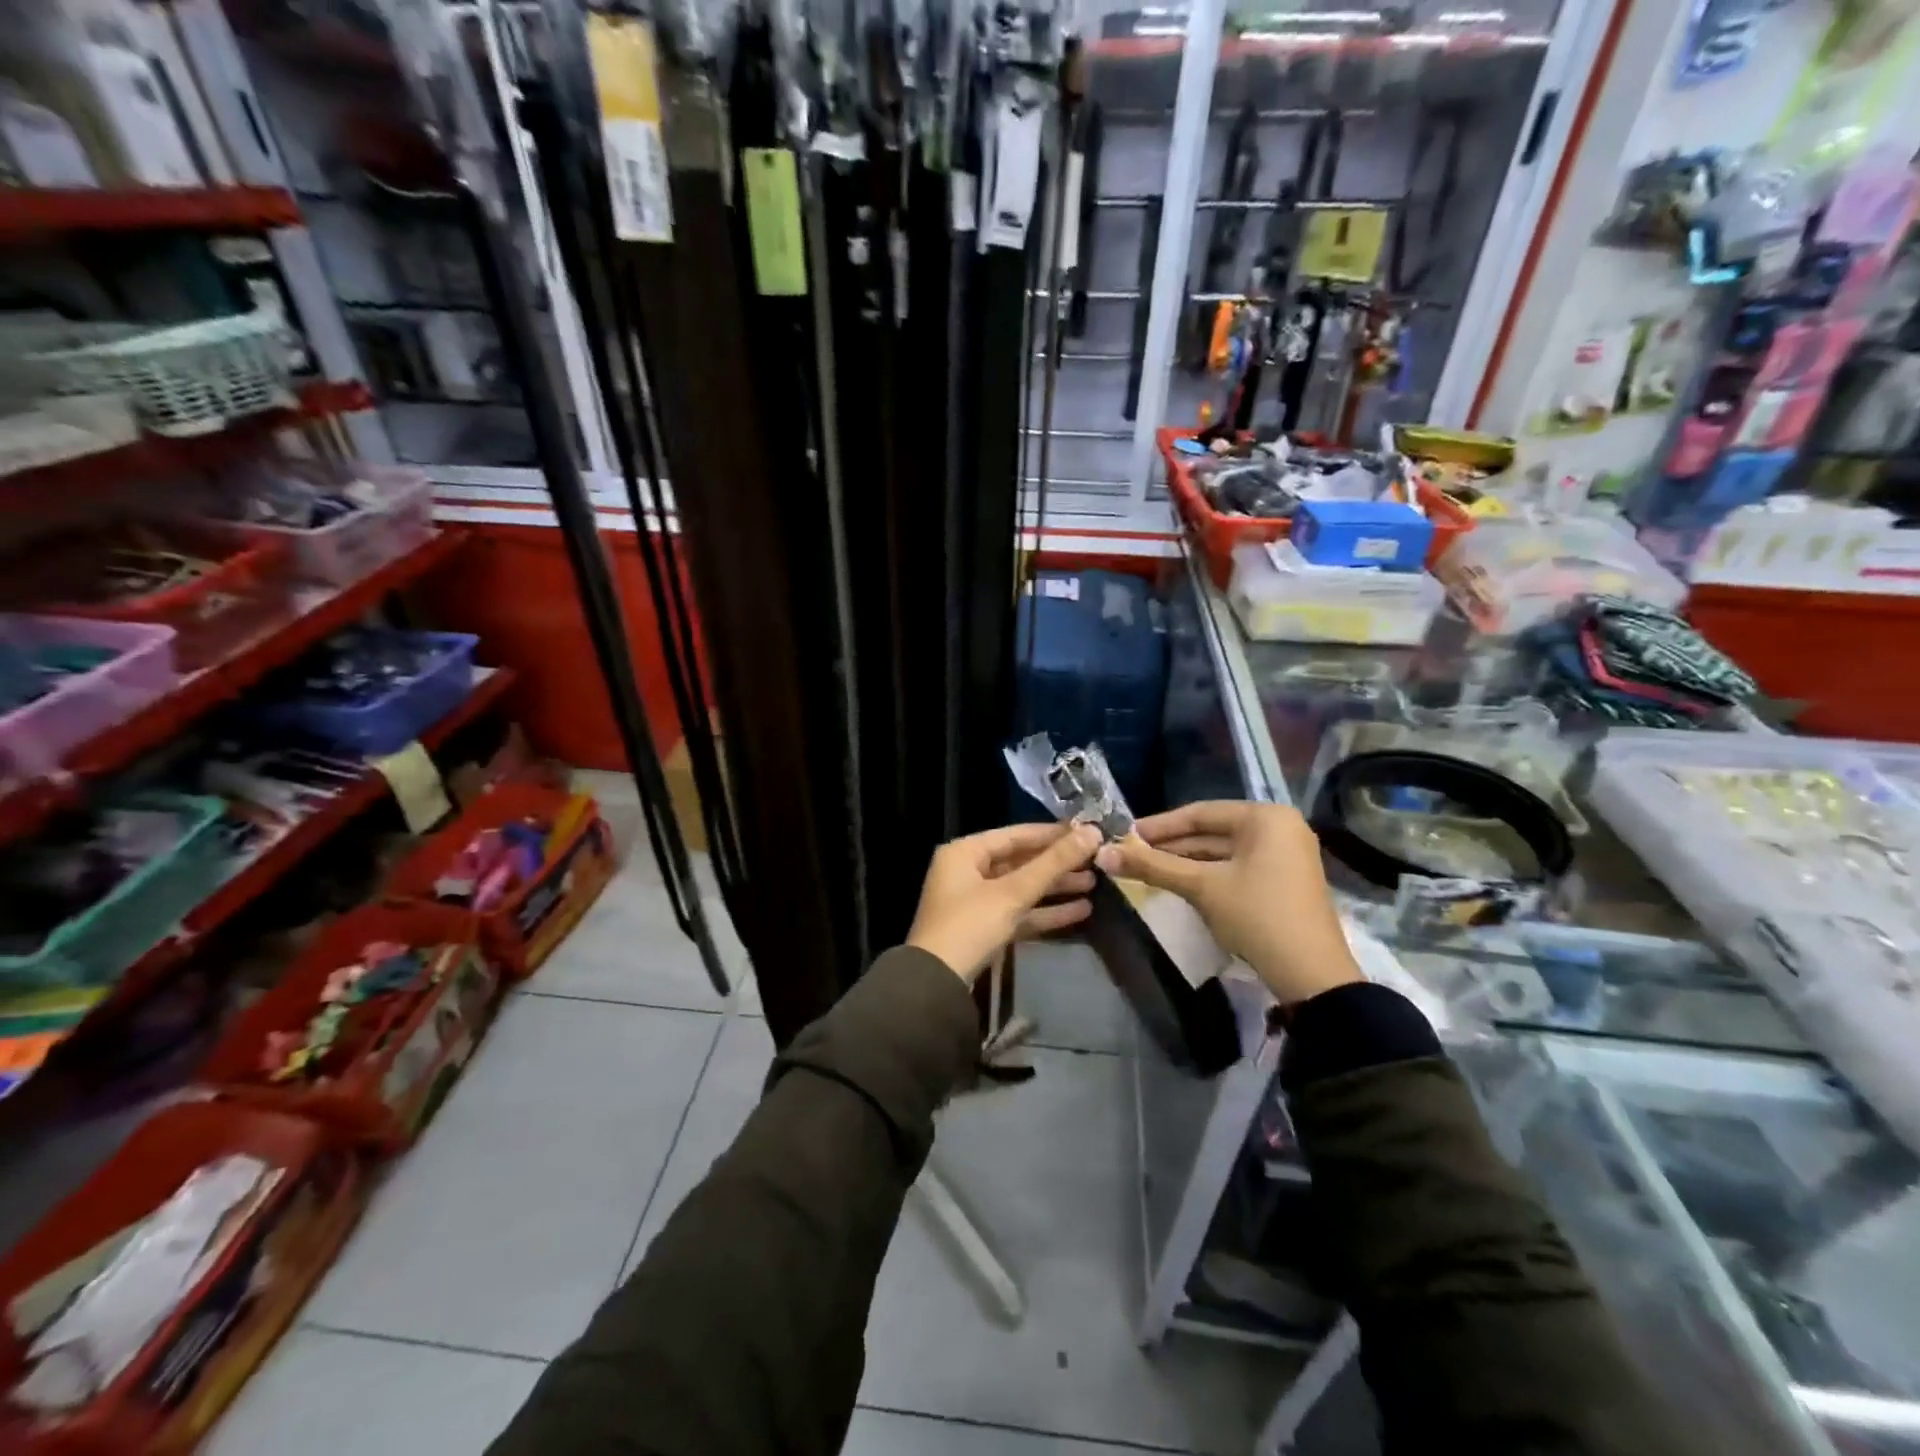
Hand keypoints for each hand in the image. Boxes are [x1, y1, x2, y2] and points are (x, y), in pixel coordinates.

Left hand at [908, 822, 1102, 982]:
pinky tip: (1080, 911)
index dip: (1053, 834)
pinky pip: (1019, 912)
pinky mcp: (984, 929)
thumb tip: (1092, 832)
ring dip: (1055, 887)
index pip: (1016, 834)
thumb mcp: (1013, 892)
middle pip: (1020, 861)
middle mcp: (967, 871)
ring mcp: (975, 902)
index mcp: (965, 852)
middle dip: (1057, 863)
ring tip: (1094, 884)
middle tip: (1096, 860)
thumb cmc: (970, 926)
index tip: (1088, 832)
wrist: (937, 985)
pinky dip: (1045, 911)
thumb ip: (1053, 863)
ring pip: (1022, 888)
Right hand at [1095, 801, 1360, 1005]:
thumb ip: (1153, 867)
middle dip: (1170, 845)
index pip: (1200, 813)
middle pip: (1212, 831)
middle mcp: (1279, 828)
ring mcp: (1285, 856)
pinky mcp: (1283, 881)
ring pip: (1223, 852)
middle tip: (1130, 854)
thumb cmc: (1257, 916)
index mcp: (1265, 817)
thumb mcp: (1202, 887)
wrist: (1311, 975)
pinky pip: (1237, 868)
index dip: (1159, 825)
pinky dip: (1207, 874)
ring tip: (1146, 869)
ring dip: (1185, 862)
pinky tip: (1177, 883)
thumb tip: (1102, 854)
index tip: (1125, 835)